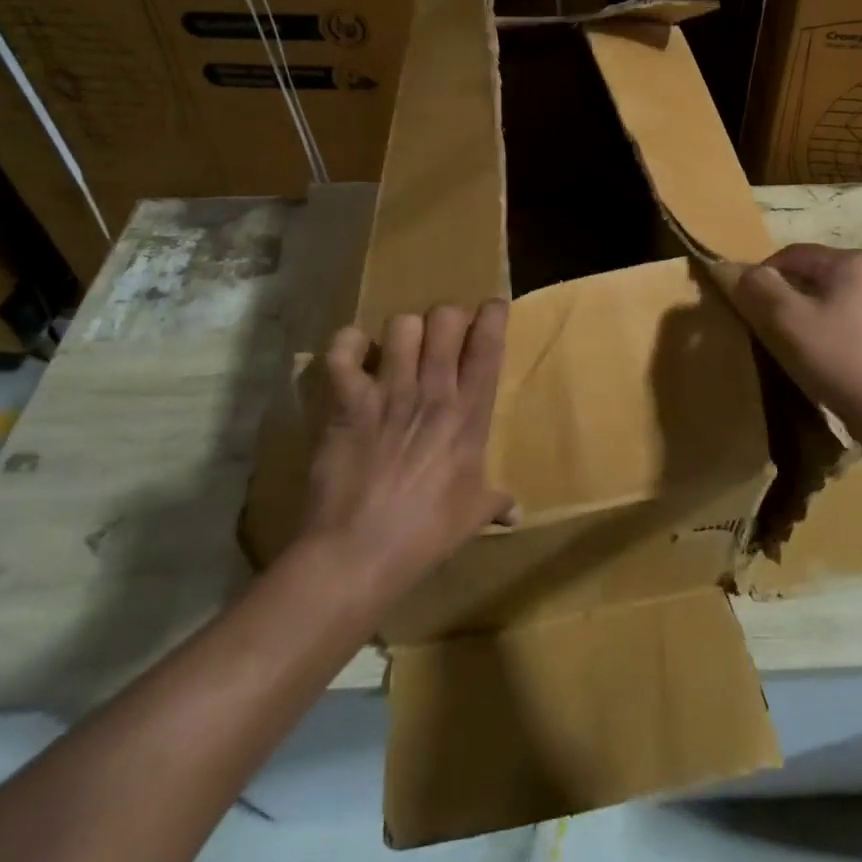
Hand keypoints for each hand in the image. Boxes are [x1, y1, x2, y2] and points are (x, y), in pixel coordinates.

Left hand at [304, 300, 511, 597]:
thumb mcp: (471, 517)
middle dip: (446, 319)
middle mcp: (432, 392)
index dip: (493, 316)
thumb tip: (517, 513)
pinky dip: (348, 345)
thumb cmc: (424, 535)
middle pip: (445, 320)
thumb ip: (496, 502)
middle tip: (440, 338)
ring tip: (398, 350)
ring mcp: (388, 393)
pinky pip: (343, 351)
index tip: (492, 308)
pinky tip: (354, 356)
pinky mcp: (347, 402)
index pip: (488, 348)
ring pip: (401, 326)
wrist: (358, 553)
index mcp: (468, 416)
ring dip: (402, 332)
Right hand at [734, 244, 861, 463]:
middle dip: (786, 294)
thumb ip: (759, 287)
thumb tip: (745, 273)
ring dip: (807, 310)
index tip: (747, 304)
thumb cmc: (835, 358)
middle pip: (813, 274)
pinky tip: (822, 350)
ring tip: (793, 340)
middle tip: (767, 324)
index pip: (792, 255)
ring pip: (830, 295)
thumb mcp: (785, 319)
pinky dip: (829, 323)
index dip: (762, 276)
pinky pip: (849, 313)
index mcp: (854, 261)